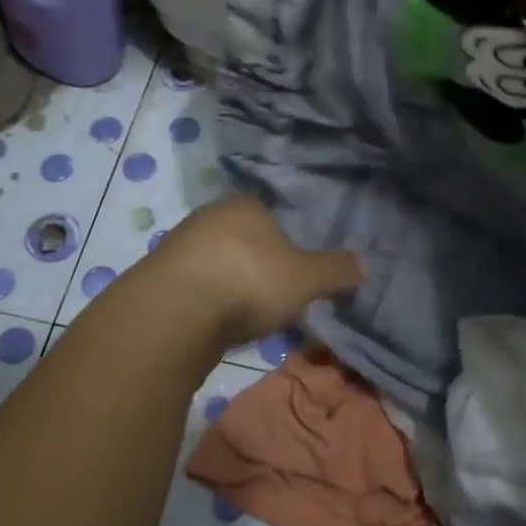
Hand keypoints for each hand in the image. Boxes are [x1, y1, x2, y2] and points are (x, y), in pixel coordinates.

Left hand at [148, 196, 362, 347]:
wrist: (174, 312)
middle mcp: (210, 215)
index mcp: (246, 204)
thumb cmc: (249, 281)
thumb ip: (336, 271)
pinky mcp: (157, 274)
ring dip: (227, 281)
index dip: (285, 239)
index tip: (293, 267)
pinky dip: (205, 298)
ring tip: (243, 312)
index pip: (270, 213)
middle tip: (272, 291)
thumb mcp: (306, 279)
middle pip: (241, 236)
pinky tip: (213, 321)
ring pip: (214, 259)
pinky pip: (192, 283)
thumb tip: (367, 263)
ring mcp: (179, 243)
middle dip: (255, 261)